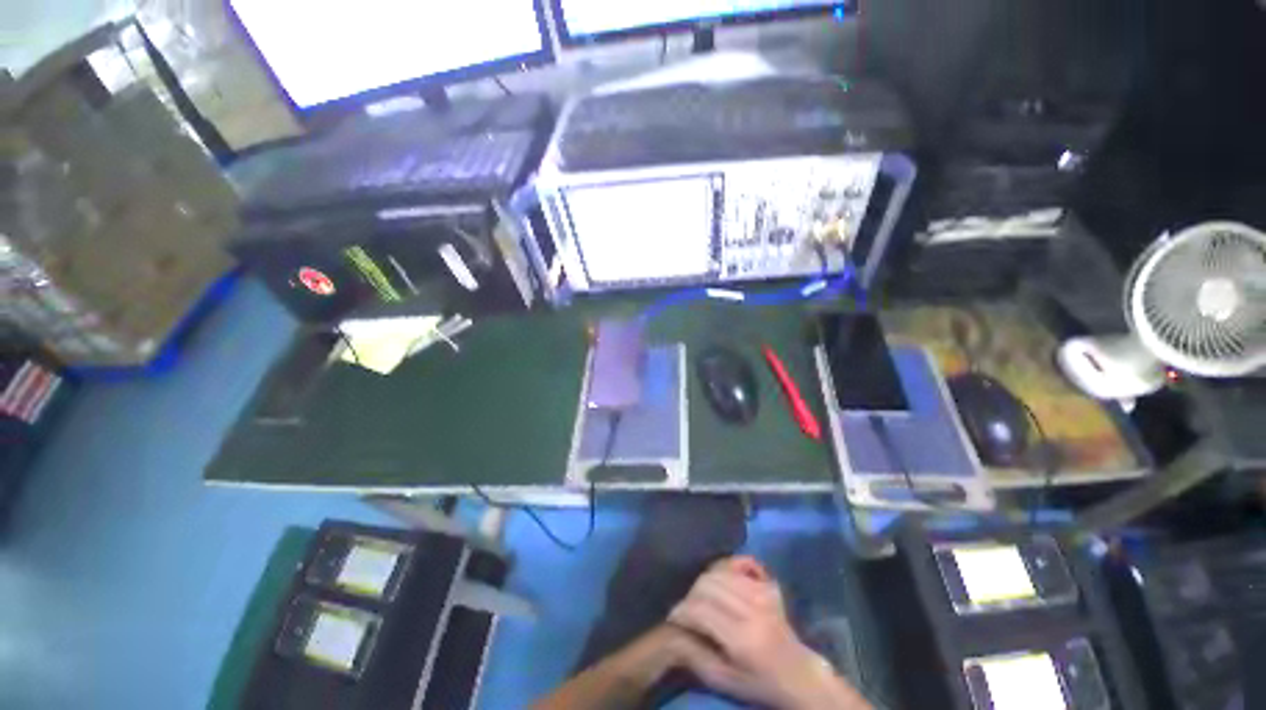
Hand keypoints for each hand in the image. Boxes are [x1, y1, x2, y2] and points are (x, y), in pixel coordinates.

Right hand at [669, 557, 870, 709]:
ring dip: (704, 582)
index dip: (682, 611)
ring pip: (720, 571)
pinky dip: (725, 567)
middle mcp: (753, 609)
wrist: (799, 674)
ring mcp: (763, 592)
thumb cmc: (759, 683)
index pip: (701, 610)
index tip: (673, 618)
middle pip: (708, 584)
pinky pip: (739, 563)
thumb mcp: (725, 681)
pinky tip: (722, 581)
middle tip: (688, 610)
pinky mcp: (769, 584)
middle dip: (690, 595)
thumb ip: (695, 656)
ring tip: (701, 598)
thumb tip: (671, 630)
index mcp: (743, 638)